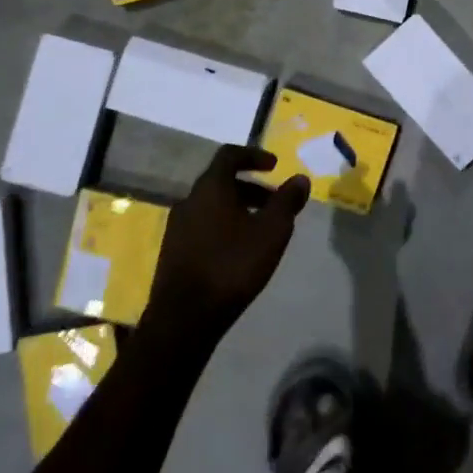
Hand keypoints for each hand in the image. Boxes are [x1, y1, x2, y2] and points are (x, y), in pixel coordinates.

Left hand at [141, 147, 309, 345]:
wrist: (184, 318)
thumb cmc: (232, 265)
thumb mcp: (271, 232)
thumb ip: (287, 201)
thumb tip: (300, 178)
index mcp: (210, 188)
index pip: (229, 155)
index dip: (254, 156)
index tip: (274, 166)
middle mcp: (189, 200)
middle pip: (221, 181)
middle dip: (251, 186)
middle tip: (274, 202)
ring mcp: (177, 226)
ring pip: (212, 205)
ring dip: (237, 208)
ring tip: (260, 229)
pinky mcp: (173, 250)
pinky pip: (202, 224)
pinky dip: (223, 225)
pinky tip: (238, 250)